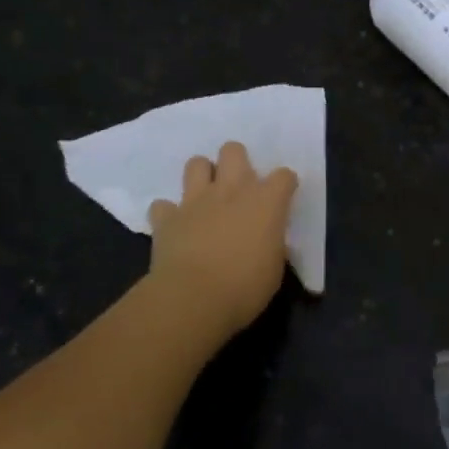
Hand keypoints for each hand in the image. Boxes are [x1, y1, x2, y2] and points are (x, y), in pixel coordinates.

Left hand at [146, 142, 297, 345]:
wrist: (193, 298)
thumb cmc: (245, 287)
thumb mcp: (274, 266)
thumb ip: (271, 241)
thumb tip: (265, 238)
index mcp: (266, 202)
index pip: (284, 176)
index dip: (284, 185)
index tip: (282, 199)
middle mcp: (232, 190)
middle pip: (234, 150)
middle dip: (236, 162)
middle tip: (238, 188)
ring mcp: (196, 200)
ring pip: (196, 163)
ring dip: (202, 176)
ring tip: (206, 197)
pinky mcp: (167, 217)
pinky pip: (163, 205)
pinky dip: (169, 213)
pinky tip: (175, 226)